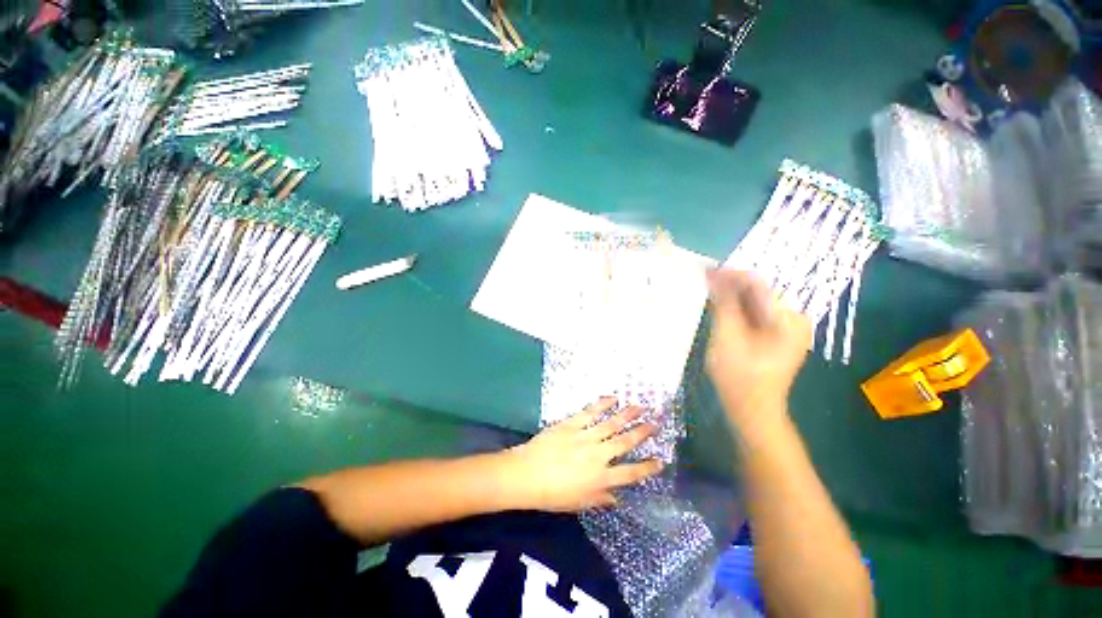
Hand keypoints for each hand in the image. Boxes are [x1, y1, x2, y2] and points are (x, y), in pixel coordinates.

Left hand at [502, 398, 663, 511]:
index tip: (660, 461)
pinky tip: (612, 398)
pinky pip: (590, 412)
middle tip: (655, 423)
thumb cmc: (551, 494)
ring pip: (611, 424)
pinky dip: (602, 404)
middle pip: (625, 442)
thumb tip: (616, 498)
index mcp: (600, 479)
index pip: (630, 474)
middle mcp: (598, 456)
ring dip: (627, 414)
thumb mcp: (577, 504)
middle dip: (642, 433)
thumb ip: (599, 500)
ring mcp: (585, 437)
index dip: (647, 468)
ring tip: (640, 407)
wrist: (526, 475)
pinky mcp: (572, 424)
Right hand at [705, 269, 811, 428]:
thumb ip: (723, 304)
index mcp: (788, 319)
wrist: (753, 410)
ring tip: (707, 291)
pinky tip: (719, 307)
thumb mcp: (727, 337)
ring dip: (731, 296)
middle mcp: (793, 318)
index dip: (729, 275)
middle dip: (729, 285)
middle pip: (757, 291)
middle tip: (702, 280)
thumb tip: (714, 276)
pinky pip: (755, 313)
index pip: (757, 284)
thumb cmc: (739, 377)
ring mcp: (787, 327)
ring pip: (754, 301)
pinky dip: (736, 308)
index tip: (704, 271)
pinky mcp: (777, 335)